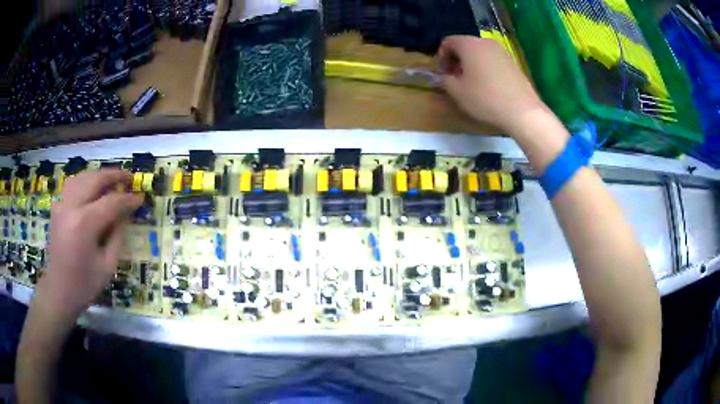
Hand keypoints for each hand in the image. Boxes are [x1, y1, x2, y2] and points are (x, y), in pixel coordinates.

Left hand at [36, 170, 142, 320]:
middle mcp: (71, 207)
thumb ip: (117, 236)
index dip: (128, 199)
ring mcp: (61, 205)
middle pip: (95, 180)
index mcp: (84, 225)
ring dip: (98, 176)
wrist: (59, 290)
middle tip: (129, 178)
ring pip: (82, 177)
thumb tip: (125, 214)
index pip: (111, 202)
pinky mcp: (57, 208)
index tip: (141, 197)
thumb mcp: (108, 265)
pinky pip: (72, 186)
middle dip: (114, 176)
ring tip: (111, 181)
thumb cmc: (85, 284)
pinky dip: (85, 183)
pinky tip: (91, 191)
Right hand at [438, 36, 546, 133]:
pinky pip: (492, 60)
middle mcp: (485, 42)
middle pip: (464, 45)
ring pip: (479, 52)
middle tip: (454, 78)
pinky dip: (485, 68)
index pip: (448, 41)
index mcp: (469, 44)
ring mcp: (502, 51)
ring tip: (471, 83)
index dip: (441, 57)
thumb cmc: (485, 98)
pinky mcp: (513, 62)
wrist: (522, 111)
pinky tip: (487, 86)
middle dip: (456, 60)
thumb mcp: (457, 92)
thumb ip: (445, 80)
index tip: (442, 73)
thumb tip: (443, 77)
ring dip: (471, 64)